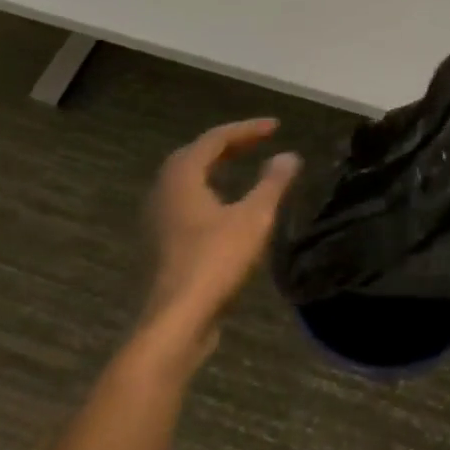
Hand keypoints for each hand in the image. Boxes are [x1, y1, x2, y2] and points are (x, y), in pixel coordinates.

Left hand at [140, 118, 300, 360]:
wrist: (177, 322)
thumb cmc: (215, 261)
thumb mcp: (254, 217)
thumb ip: (273, 183)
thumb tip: (289, 155)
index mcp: (182, 175)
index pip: (215, 138)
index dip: (247, 129)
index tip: (276, 127)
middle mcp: (165, 190)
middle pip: (197, 155)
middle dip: (229, 145)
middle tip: (259, 142)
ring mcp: (159, 218)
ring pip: (189, 179)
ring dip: (217, 168)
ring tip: (244, 166)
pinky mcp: (163, 242)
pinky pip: (188, 201)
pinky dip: (210, 191)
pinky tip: (228, 206)